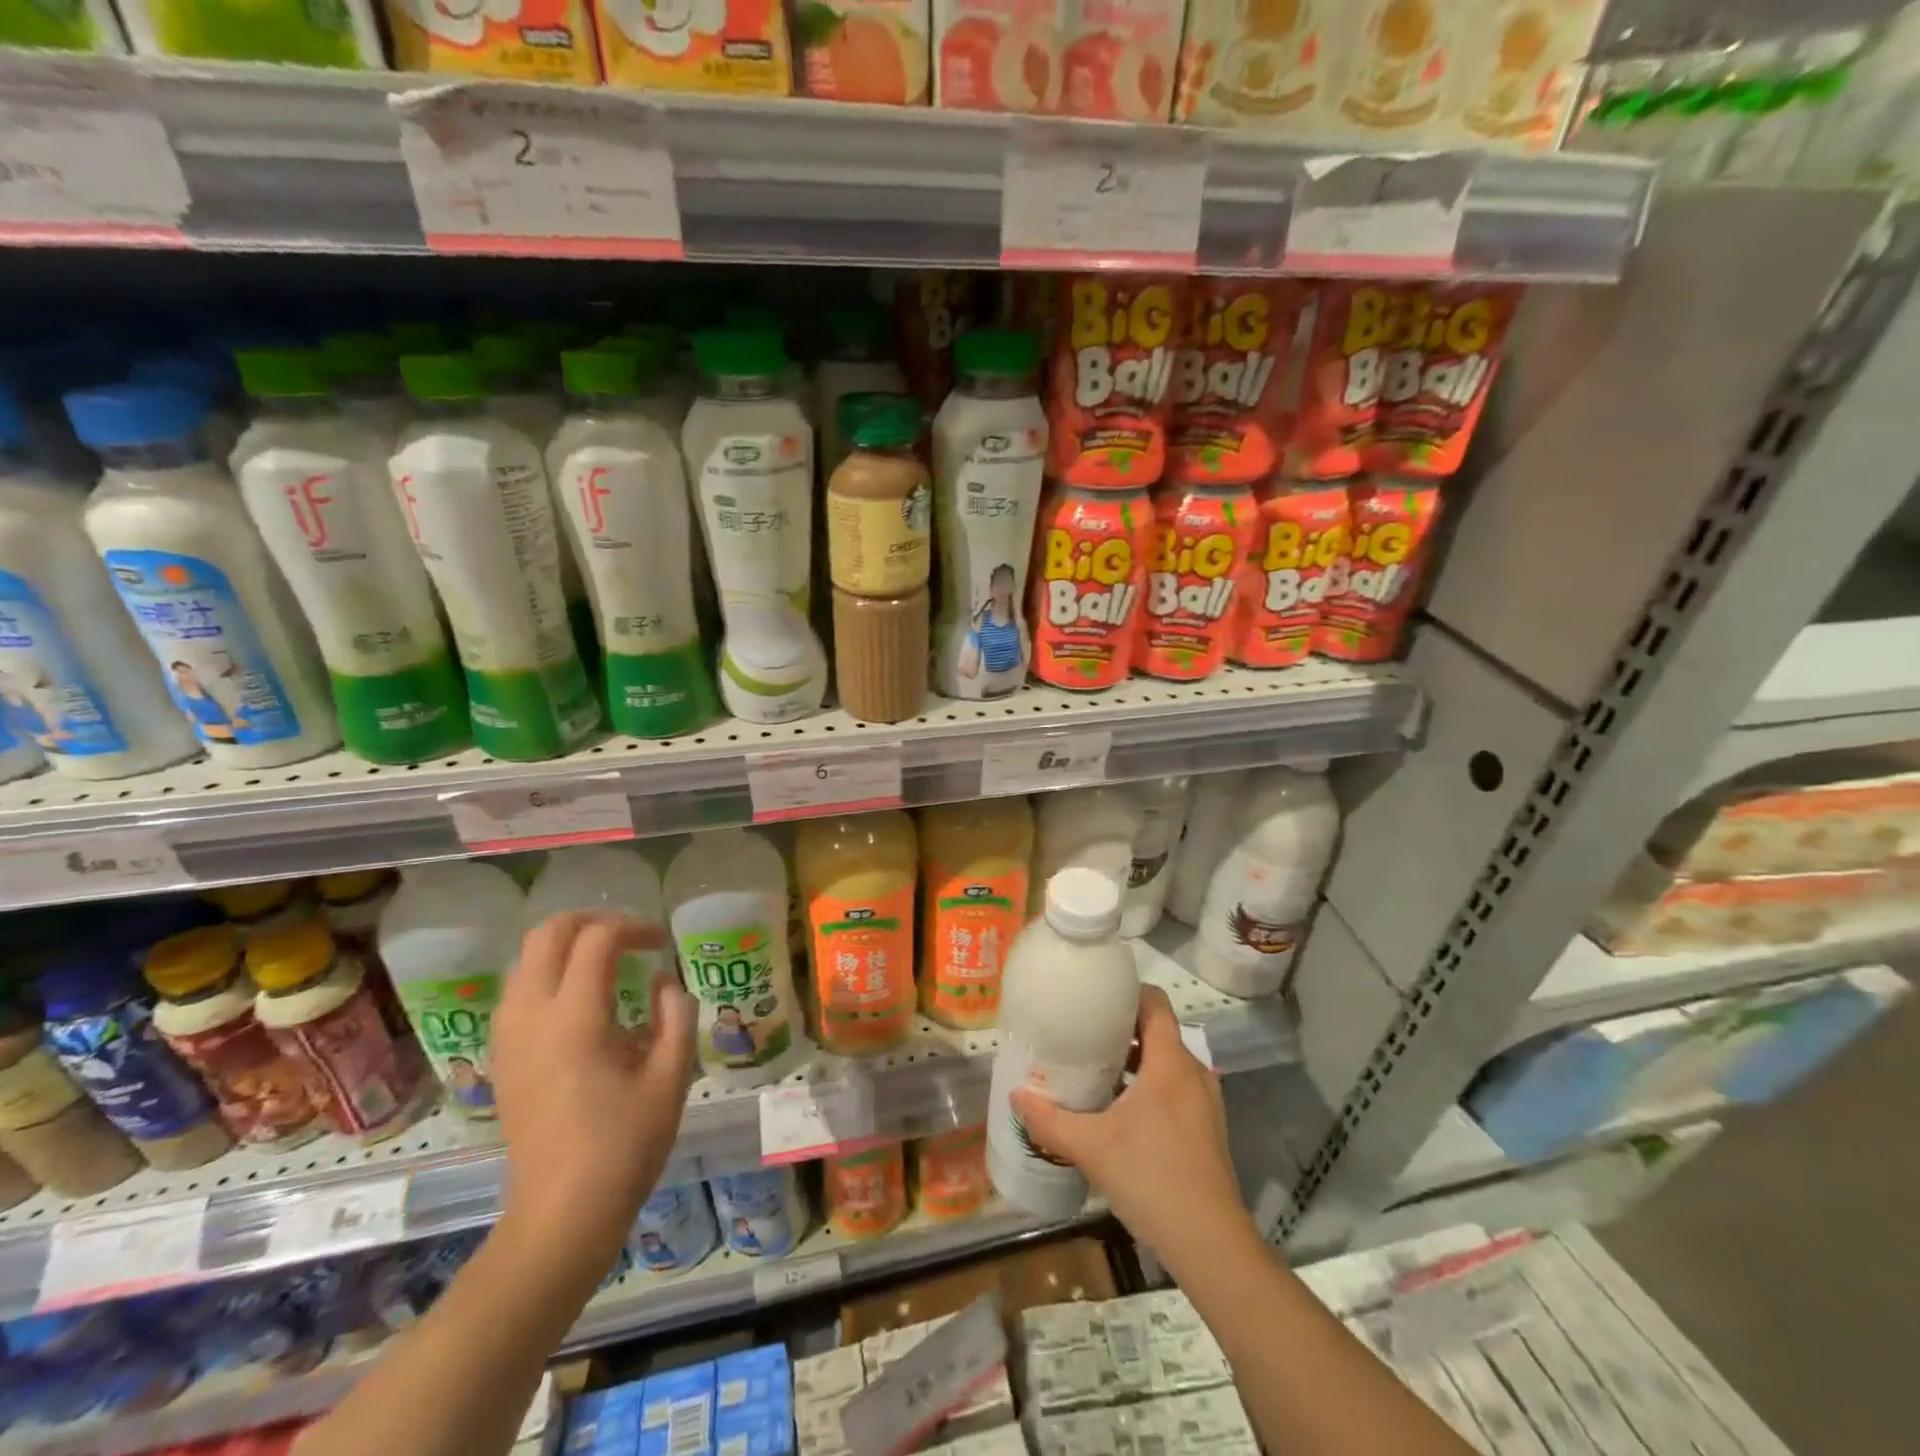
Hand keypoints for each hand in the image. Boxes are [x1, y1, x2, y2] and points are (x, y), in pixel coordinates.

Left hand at [490, 912, 695, 1277]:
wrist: (561, 1215)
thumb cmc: (625, 1145)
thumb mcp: (671, 1077)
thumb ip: (674, 1015)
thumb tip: (662, 982)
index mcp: (576, 1018)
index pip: (598, 940)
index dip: (634, 928)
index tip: (661, 945)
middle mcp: (532, 1016)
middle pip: (548, 934)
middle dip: (592, 922)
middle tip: (629, 938)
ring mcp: (508, 1037)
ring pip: (526, 959)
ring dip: (567, 946)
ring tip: (608, 963)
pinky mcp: (501, 1057)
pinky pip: (519, 990)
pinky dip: (550, 974)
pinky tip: (582, 1002)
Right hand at [1011, 986, 1254, 1269]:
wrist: (1212, 1247)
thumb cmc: (1153, 1179)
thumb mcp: (1092, 1147)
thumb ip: (1050, 1120)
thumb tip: (1015, 1096)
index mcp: (1171, 1062)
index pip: (1154, 1002)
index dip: (1126, 991)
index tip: (1093, 995)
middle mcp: (1193, 1073)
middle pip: (1157, 1031)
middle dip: (1120, 1028)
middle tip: (1080, 1033)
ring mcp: (1204, 1103)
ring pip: (1165, 1063)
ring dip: (1132, 1061)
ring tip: (1093, 1069)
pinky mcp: (1205, 1129)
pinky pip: (1173, 1089)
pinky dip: (1146, 1087)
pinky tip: (1116, 1111)